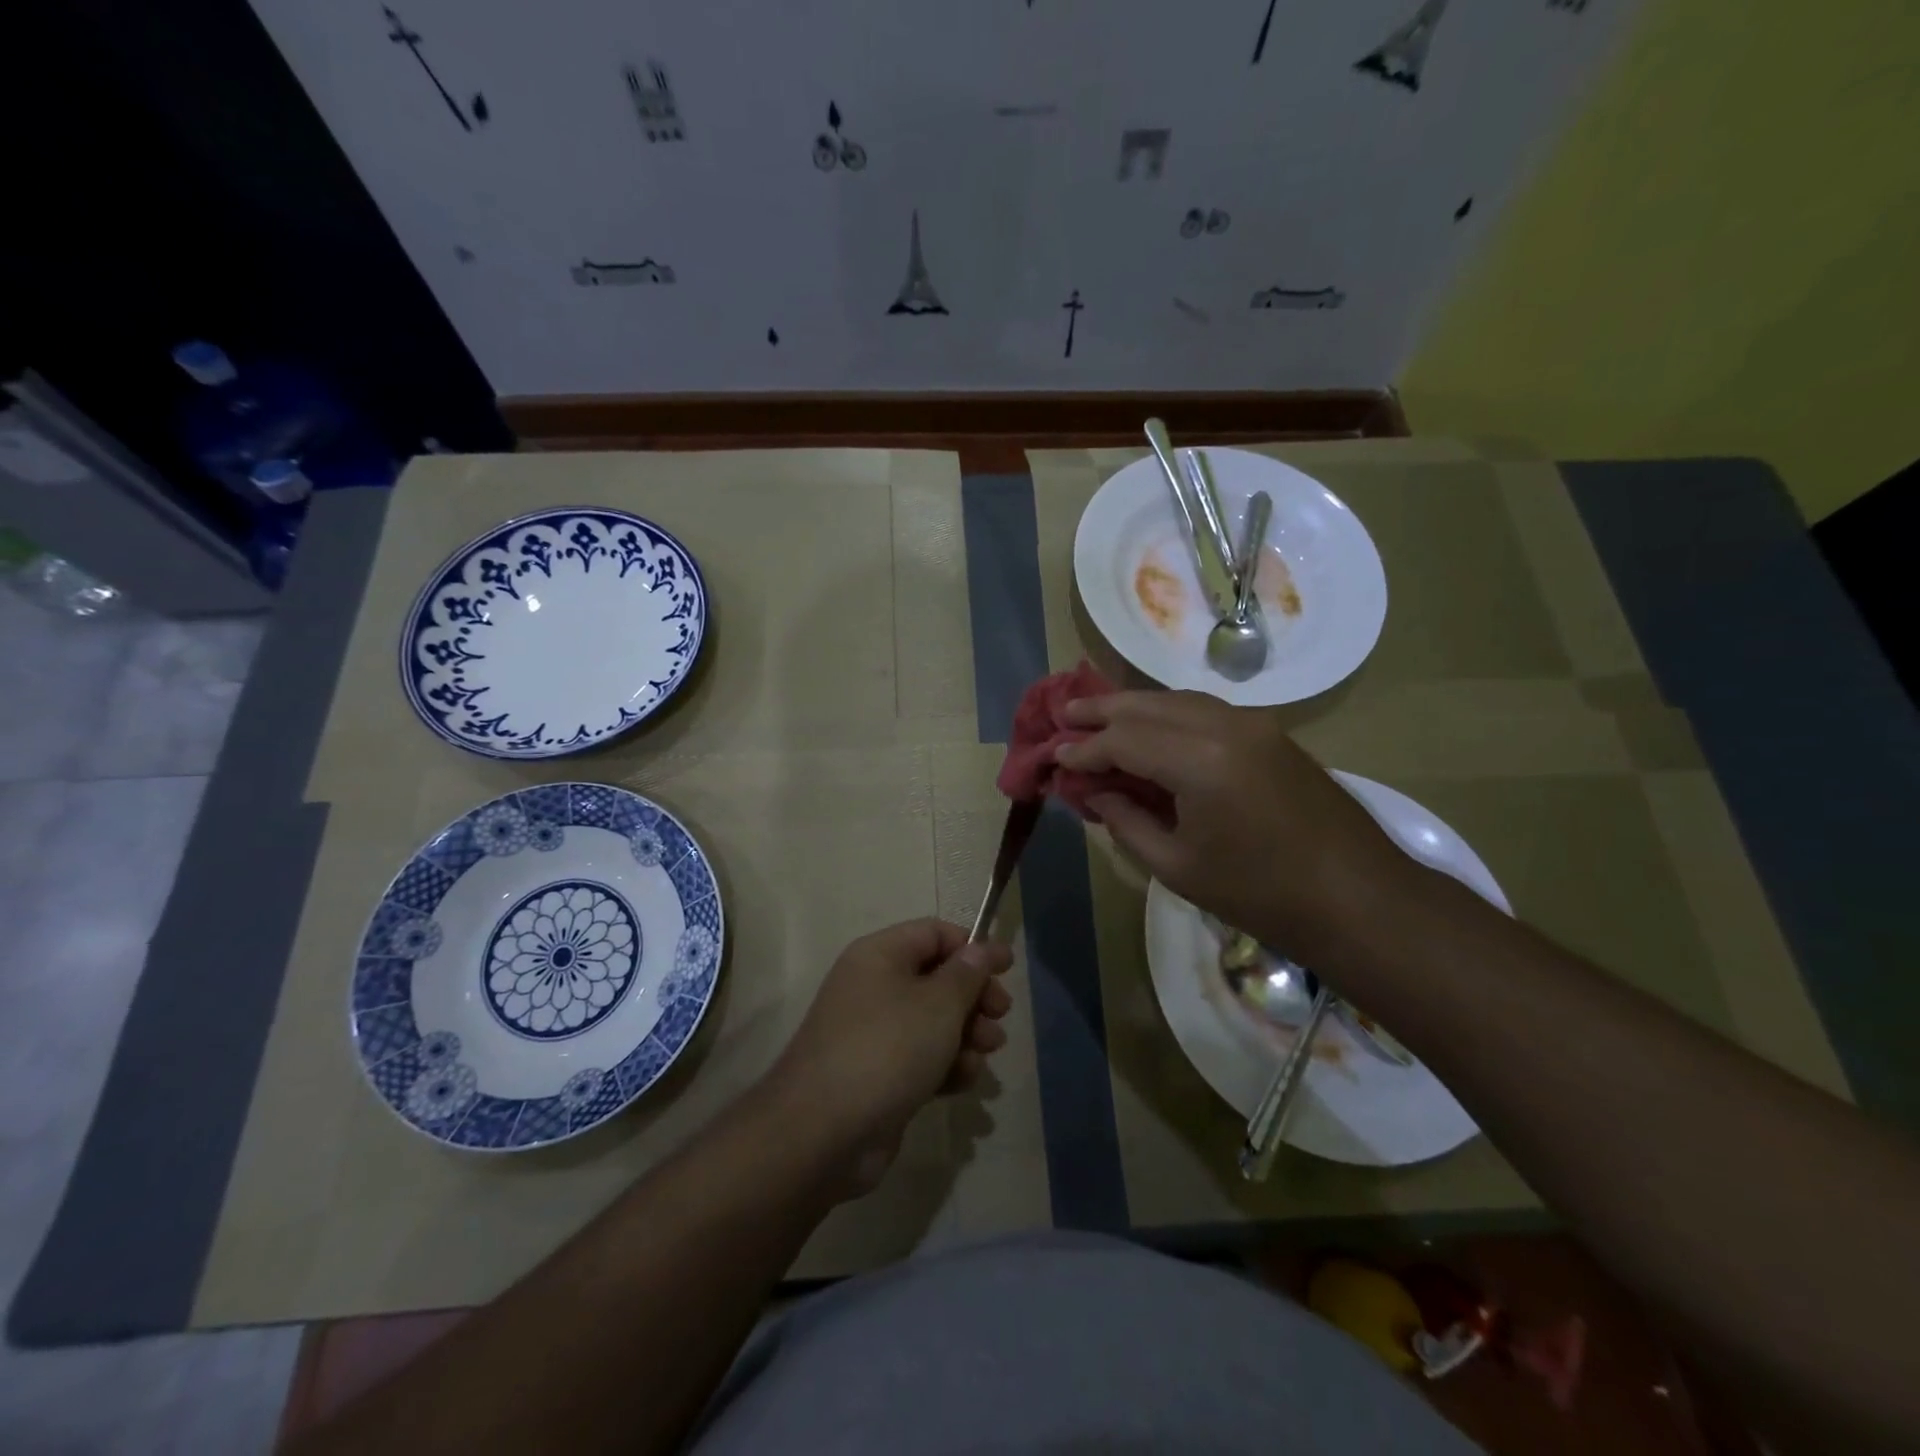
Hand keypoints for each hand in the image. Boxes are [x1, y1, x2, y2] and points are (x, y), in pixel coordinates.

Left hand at [768, 919, 1011, 1192]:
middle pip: (937, 978)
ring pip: (933, 1021)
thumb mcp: (938, 1004)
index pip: (934, 933)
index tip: (1007, 968)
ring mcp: (874, 1033)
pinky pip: (921, 1057)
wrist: (823, 1133)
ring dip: (966, 1034)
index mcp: (880, 955)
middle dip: (974, 996)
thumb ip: (966, 973)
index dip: (973, 947)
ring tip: (986, 1052)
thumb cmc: (887, 1049)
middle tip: (1000, 1016)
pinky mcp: (879, 1075)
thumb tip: (979, 949)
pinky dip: (946, 1064)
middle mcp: (874, 986)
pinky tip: (963, 1081)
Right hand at [1056, 691, 1416, 961]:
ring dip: (1134, 706)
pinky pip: (1204, 710)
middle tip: (1063, 714)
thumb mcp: (1178, 867)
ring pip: (1177, 700)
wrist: (1359, 898)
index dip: (1084, 749)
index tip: (1054, 757)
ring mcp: (1253, 724)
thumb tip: (1095, 794)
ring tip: (1097, 713)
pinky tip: (1150, 726)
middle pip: (1147, 706)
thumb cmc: (1260, 894)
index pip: (1123, 741)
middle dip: (1101, 711)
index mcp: (1199, 761)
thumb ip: (1127, 822)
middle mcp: (1224, 726)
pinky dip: (1168, 713)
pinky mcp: (1270, 733)